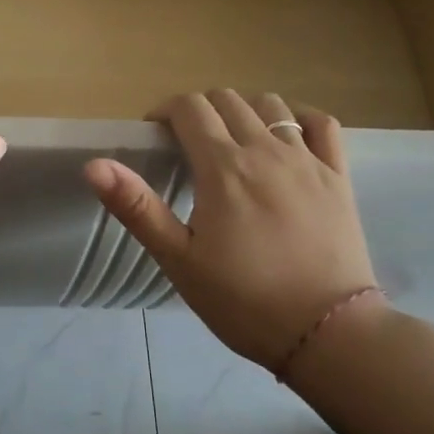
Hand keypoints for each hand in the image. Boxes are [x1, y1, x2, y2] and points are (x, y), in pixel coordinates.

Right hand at [85, 90, 382, 377]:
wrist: (326, 332)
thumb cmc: (242, 300)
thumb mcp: (178, 259)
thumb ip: (136, 207)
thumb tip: (94, 165)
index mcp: (223, 167)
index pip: (189, 108)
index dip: (165, 112)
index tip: (154, 136)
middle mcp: (266, 150)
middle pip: (227, 100)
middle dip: (199, 111)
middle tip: (187, 145)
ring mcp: (308, 160)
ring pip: (271, 106)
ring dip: (243, 111)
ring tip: (233, 142)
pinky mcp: (338, 176)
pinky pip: (321, 124)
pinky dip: (299, 118)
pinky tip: (288, 136)